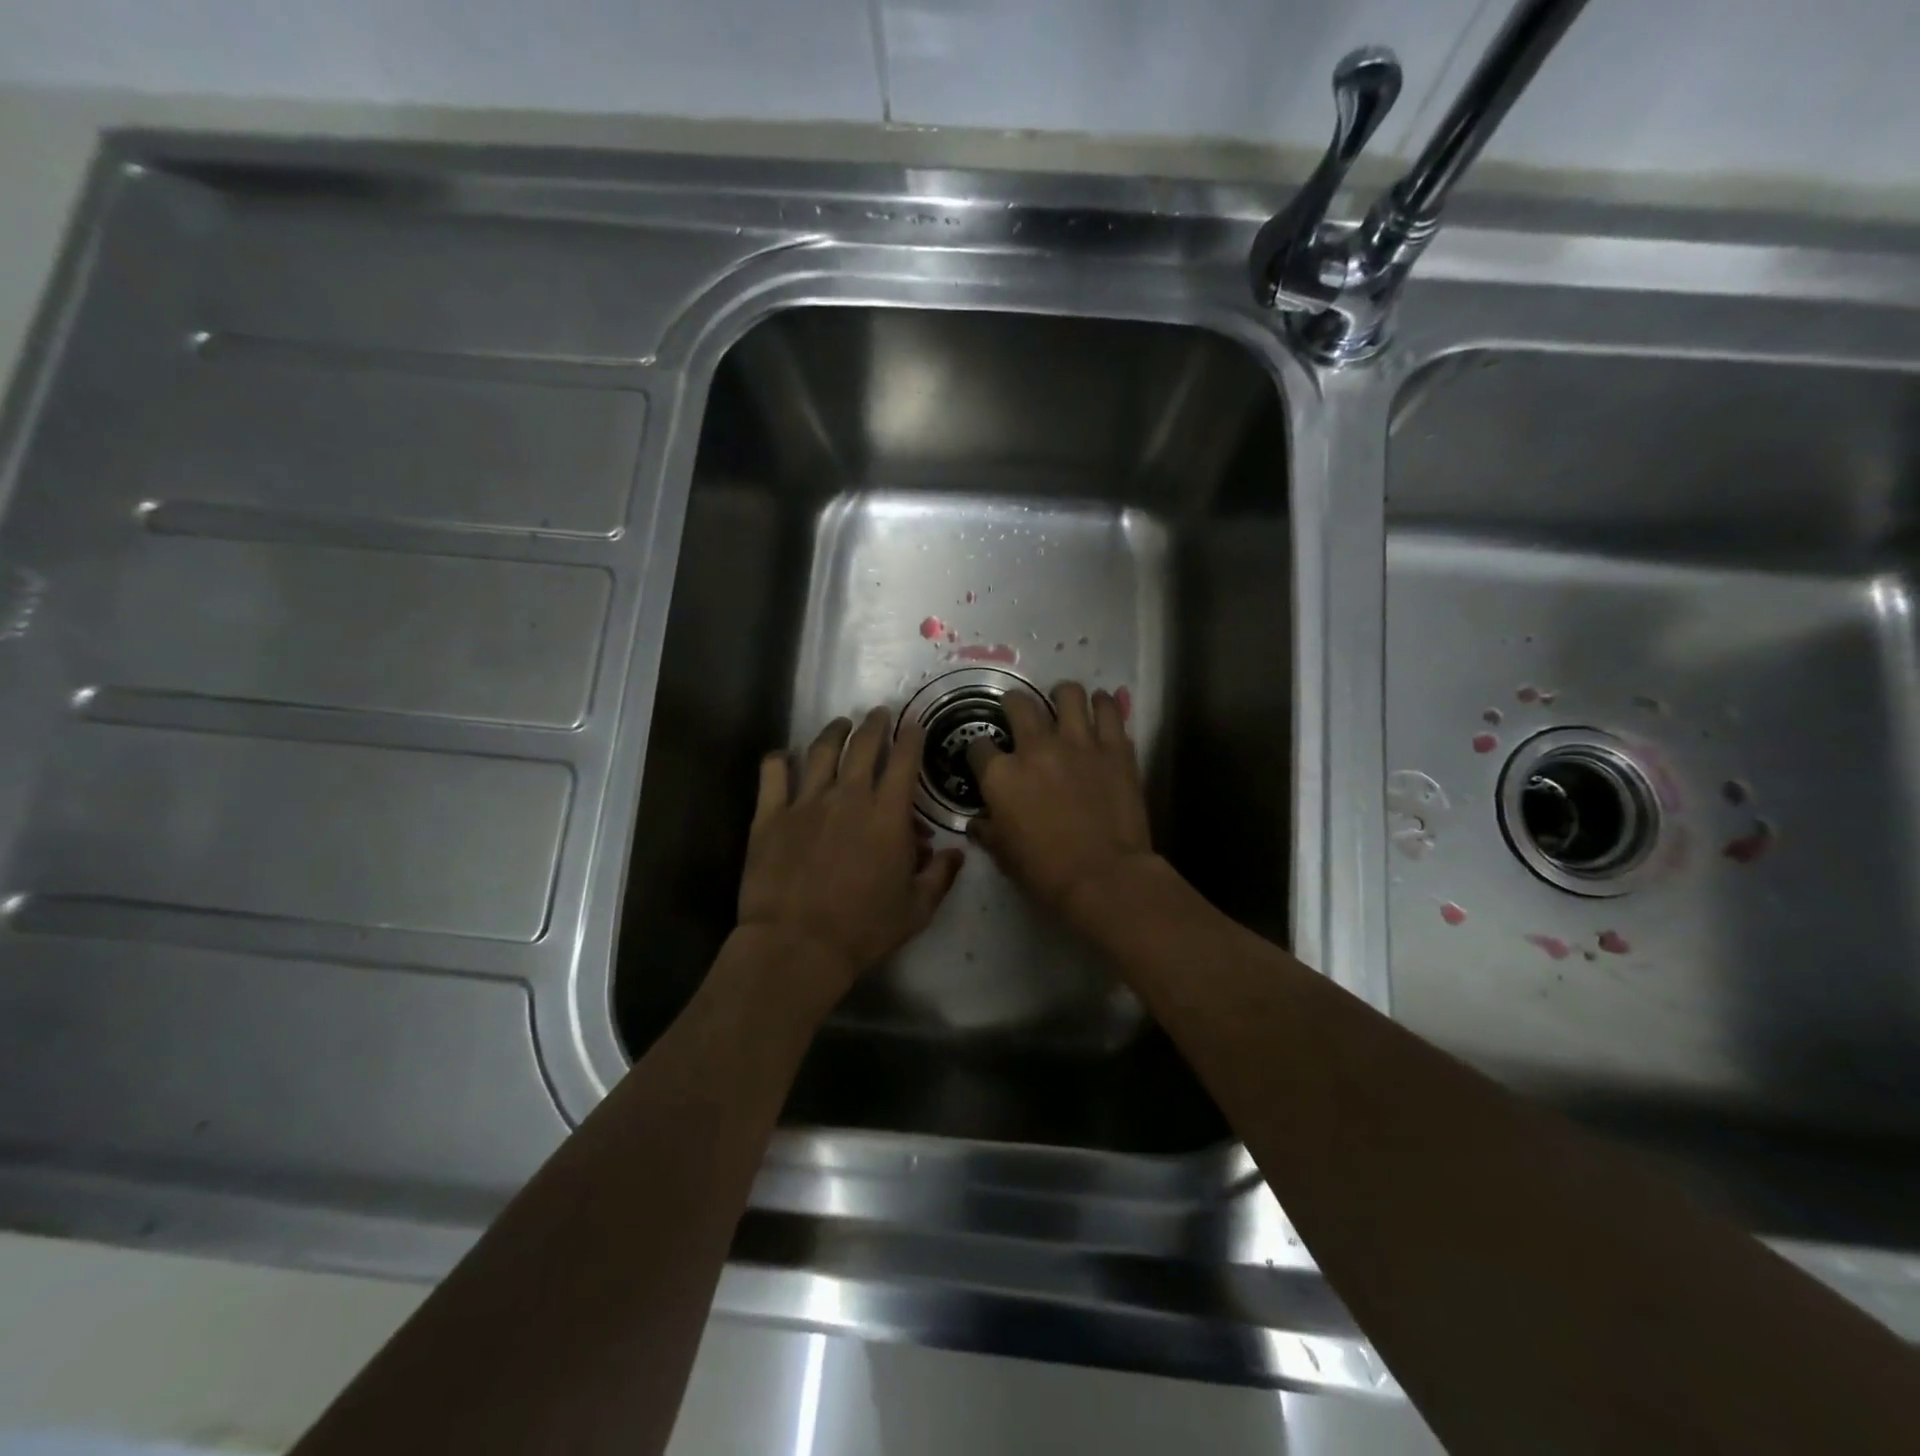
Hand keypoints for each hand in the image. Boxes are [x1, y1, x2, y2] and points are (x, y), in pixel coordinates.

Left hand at [736, 708, 963, 1018]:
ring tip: (841, 724)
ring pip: (821, 751)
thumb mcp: (916, 910)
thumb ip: (940, 876)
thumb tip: (956, 852)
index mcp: (887, 814)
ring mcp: (805, 802)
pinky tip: (783, 756)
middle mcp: (848, 796)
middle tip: (879, 714)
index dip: (911, 737)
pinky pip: (773, 774)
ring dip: (834, 732)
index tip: (914, 725)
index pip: (904, 760)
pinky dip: (778, 759)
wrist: (796, 946)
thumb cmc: (862, 930)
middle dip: (875, 724)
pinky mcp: (770, 815)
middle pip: (863, 745)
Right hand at [966, 682, 1158, 931]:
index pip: (978, 746)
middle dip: (1013, 704)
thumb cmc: (1046, 872)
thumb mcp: (1003, 855)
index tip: (985, 757)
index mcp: (1001, 775)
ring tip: (1063, 702)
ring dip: (1061, 695)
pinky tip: (1100, 706)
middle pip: (1018, 704)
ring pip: (1067, 694)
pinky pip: (1109, 710)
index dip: (979, 750)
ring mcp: (1078, 743)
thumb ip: (987, 831)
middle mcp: (1035, 748)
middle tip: (1018, 712)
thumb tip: (977, 823)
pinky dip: (1103, 704)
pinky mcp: (1114, 747)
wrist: (1104, 877)